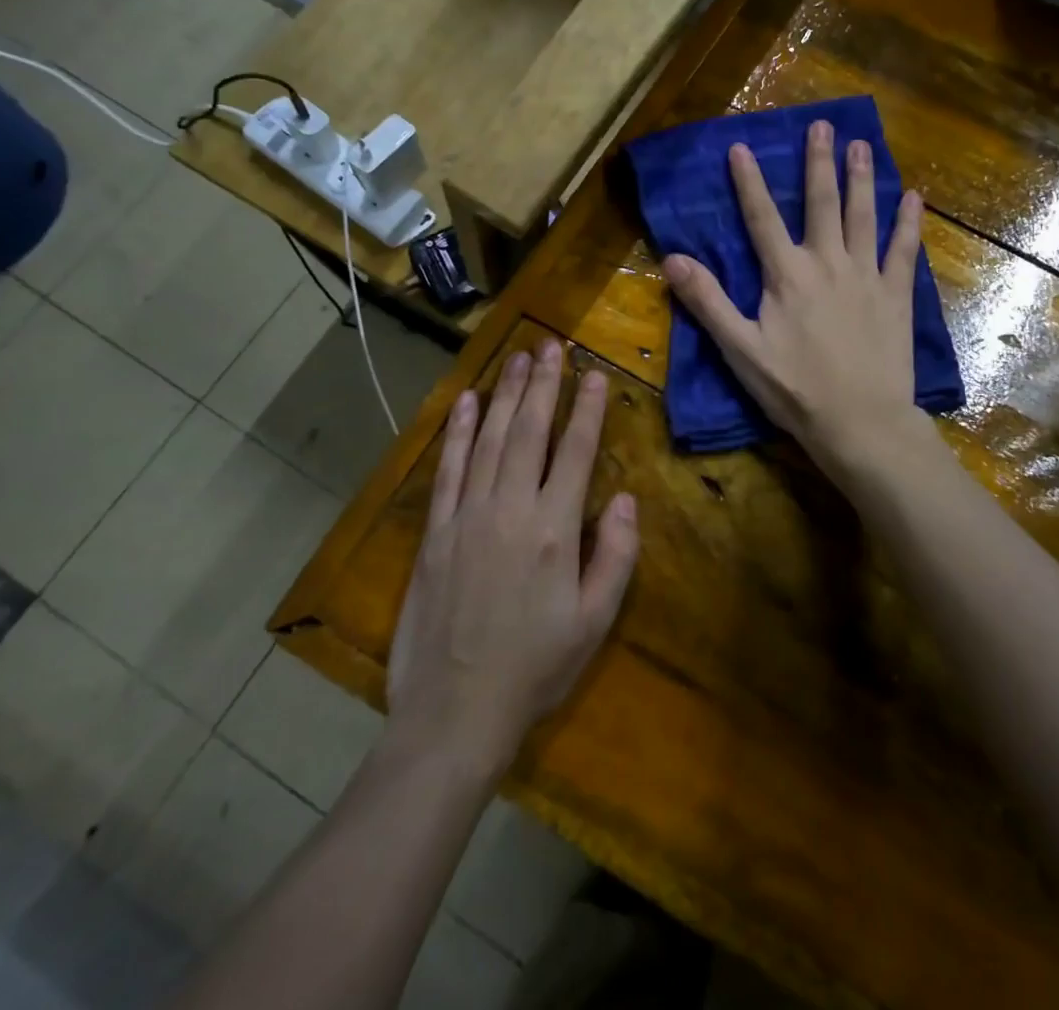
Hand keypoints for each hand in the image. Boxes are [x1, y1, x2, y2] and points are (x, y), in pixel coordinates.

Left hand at [388, 339, 638, 775]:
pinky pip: (448, 469)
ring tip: (518, 358)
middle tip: (550, 344)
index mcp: (554, 531)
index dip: (587, 409)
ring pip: (489, 440)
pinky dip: (456, 432)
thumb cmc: (534, 669)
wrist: (454, 713)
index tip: (594, 374)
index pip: (575, 452)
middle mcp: (510, 510)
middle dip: (543, 384)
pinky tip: (466, 403)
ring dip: (506, 395)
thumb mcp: (593, 623)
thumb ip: (615, 556)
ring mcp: (467, 516)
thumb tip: (623, 498)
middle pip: (529, 432)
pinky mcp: (435, 532)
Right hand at [661, 121, 926, 469]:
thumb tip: (671, 259)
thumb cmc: (795, 389)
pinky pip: (903, 250)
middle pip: (821, 203)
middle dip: (818, 162)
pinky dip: (907, 223)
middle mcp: (827, 263)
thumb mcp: (740, 349)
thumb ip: (708, 302)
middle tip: (823, 126)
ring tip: (862, 145)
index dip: (749, 182)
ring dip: (860, 179)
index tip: (741, 146)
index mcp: (787, 275)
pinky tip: (913, 198)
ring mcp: (866, 276)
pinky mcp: (895, 295)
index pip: (761, 218)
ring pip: (863, 216)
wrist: (860, 421)